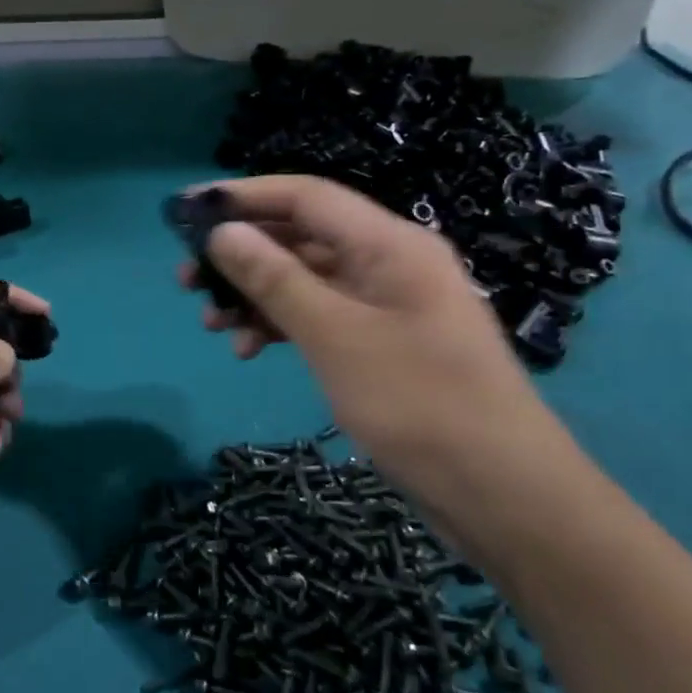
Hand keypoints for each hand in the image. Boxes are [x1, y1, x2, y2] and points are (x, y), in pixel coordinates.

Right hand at [182, 176, 554, 491]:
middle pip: (301, 237)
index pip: (306, 197)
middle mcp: (388, 263)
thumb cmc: (420, 405)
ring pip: (305, 280)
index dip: (243, 196)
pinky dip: (282, 326)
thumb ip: (275, 279)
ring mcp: (386, 305)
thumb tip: (223, 232)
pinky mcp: (381, 343)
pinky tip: (248, 350)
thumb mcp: (335, 337)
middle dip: (242, 254)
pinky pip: (320, 316)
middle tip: (187, 280)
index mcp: (389, 244)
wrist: (504, 496)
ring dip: (255, 295)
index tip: (187, 209)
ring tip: (211, 324)